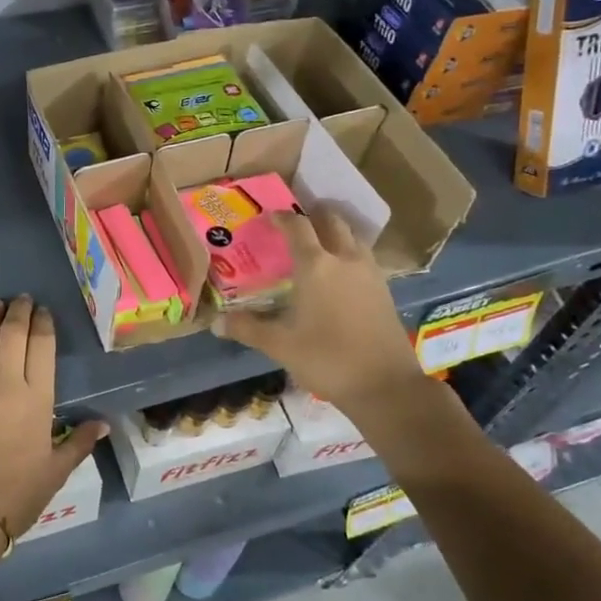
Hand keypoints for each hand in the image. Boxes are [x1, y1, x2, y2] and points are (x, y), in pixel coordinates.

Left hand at [0, 295, 106, 545]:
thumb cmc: (17, 495)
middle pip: (12, 336)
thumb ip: (80, 442)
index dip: (43, 324)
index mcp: (37, 400)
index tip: (43, 311)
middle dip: (18, 312)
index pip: (42, 348)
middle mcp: (6, 385)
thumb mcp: (56, 471)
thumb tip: (104, 423)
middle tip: (21, 299)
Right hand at [214, 209, 427, 412]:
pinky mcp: (384, 289)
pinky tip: (339, 274)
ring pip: (352, 237)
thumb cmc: (326, 358)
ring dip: (335, 232)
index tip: (268, 217)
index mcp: (316, 265)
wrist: (385, 385)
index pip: (297, 226)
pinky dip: (349, 253)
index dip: (281, 217)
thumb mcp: (279, 345)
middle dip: (313, 215)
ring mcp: (369, 273)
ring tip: (318, 243)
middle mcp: (345, 259)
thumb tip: (215, 323)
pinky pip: (364, 257)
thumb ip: (247, 328)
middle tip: (296, 222)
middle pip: (332, 221)